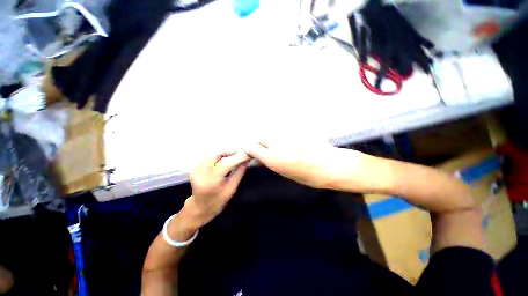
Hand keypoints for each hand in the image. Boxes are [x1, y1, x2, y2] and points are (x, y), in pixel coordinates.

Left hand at [183, 151, 249, 228]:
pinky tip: (223, 159)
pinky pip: (208, 156)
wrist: (200, 207)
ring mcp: (196, 169)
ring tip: (233, 157)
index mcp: (212, 181)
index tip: (248, 154)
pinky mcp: (194, 167)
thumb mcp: (232, 188)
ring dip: (224, 153)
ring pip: (213, 153)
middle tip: (241, 154)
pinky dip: (218, 155)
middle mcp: (201, 173)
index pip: (226, 163)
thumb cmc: (218, 201)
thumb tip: (246, 160)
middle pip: (217, 154)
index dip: (238, 157)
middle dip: (231, 152)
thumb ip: (239, 172)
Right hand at [244, 141, 361, 188]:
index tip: (248, 150)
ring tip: (275, 147)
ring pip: (272, 135)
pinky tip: (286, 144)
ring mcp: (286, 137)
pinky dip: (280, 138)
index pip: (252, 147)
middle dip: (258, 142)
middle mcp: (277, 145)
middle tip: (261, 148)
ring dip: (269, 140)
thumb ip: (273, 164)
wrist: (332, 165)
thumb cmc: (310, 176)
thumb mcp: (287, 174)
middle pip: (261, 138)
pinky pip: (282, 134)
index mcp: (273, 159)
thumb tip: (264, 159)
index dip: (248, 148)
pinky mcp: (295, 132)